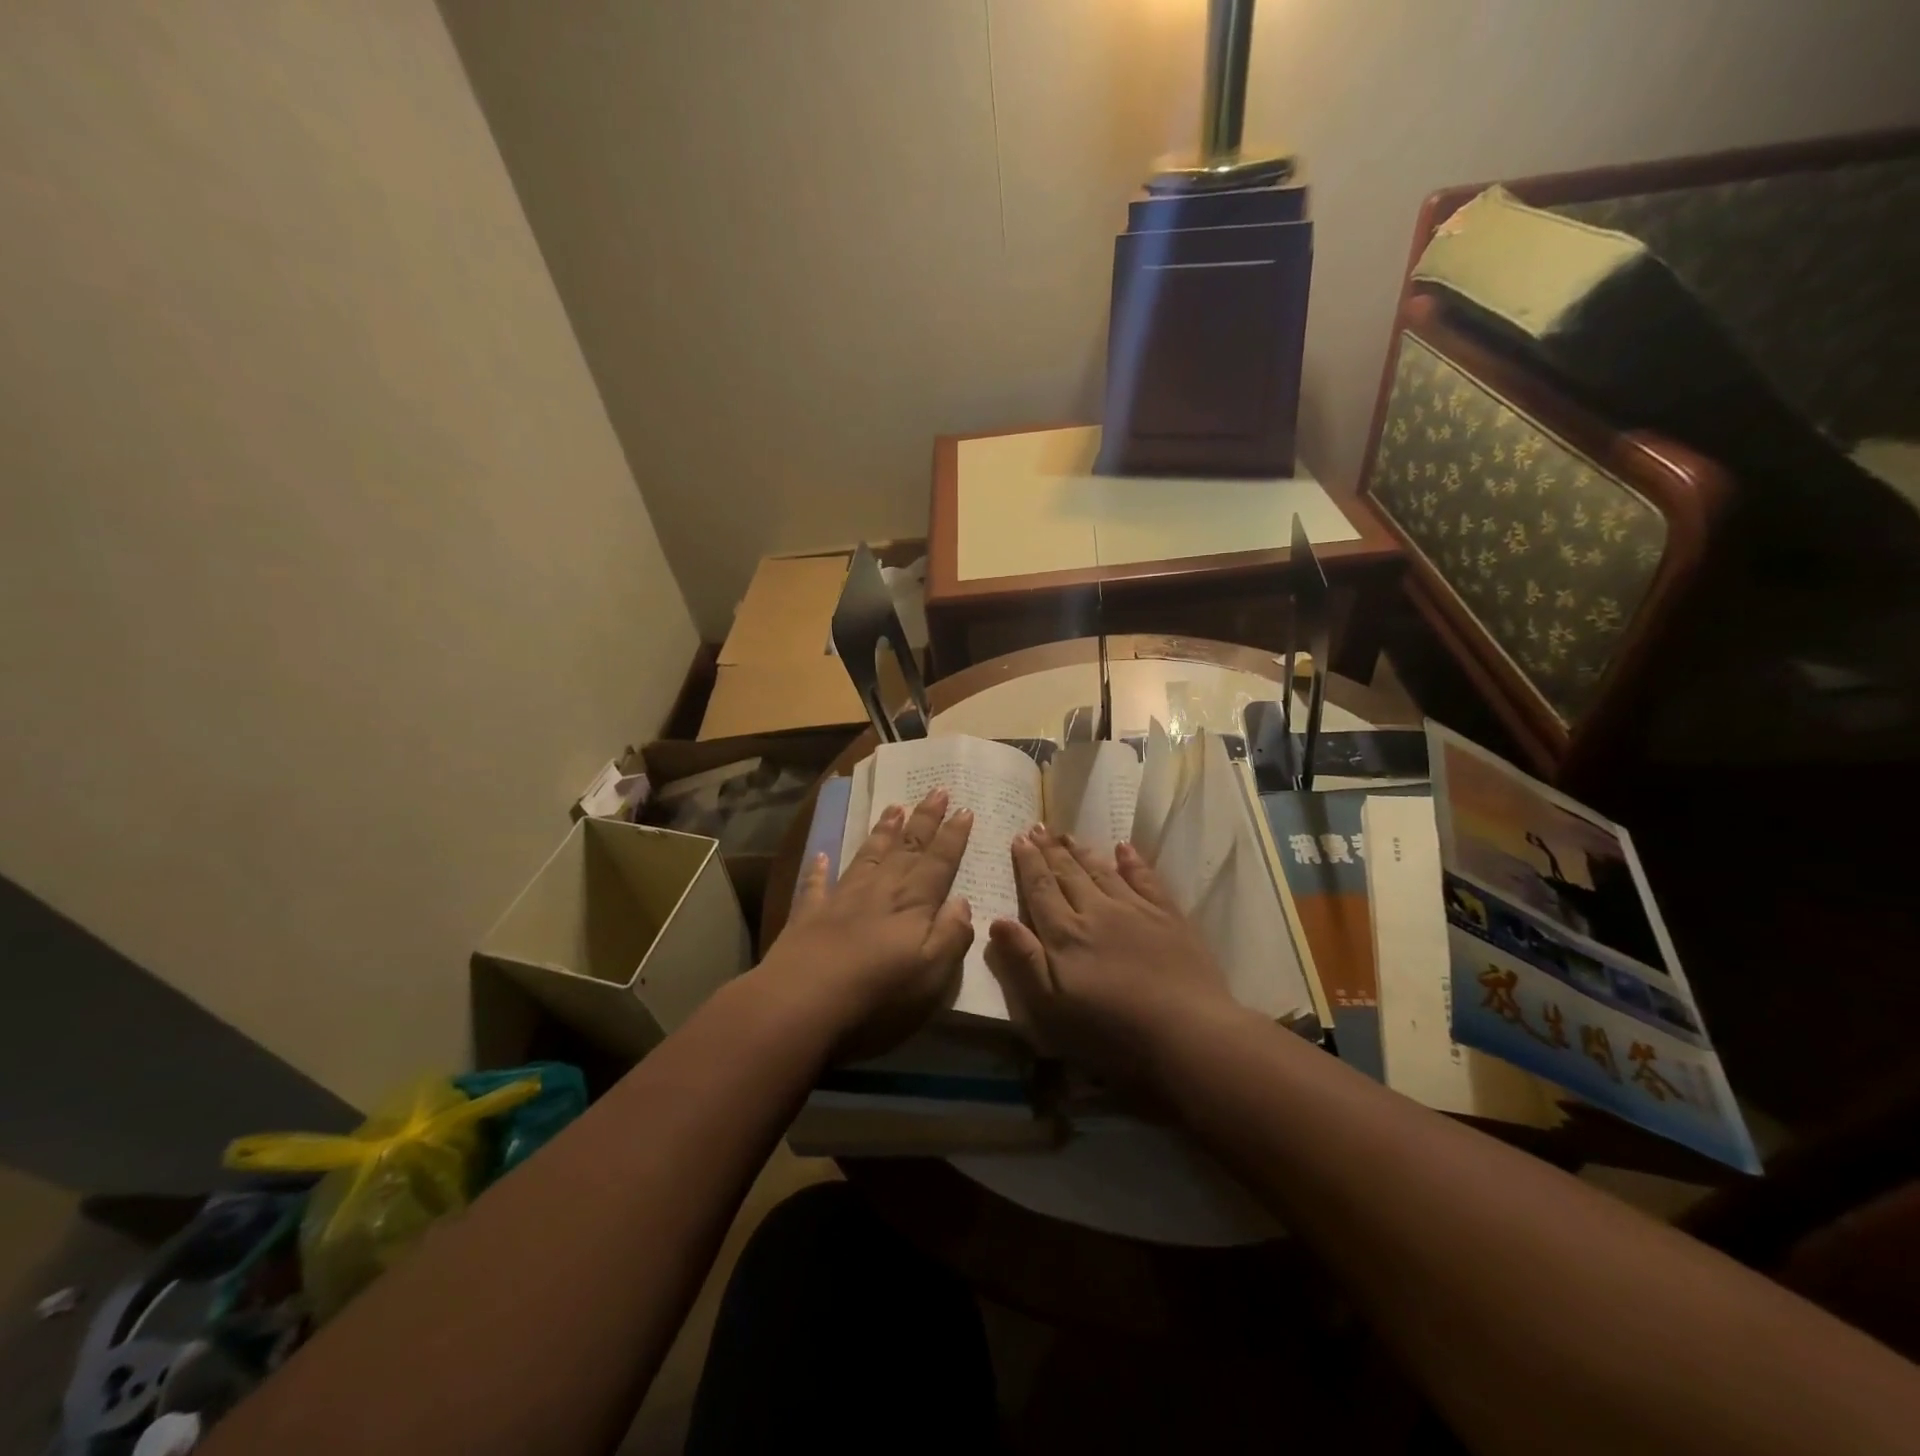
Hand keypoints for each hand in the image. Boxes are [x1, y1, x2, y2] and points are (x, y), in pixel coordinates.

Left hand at [764, 788, 974, 1060]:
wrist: (801, 1004)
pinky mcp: (808, 916)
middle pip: (906, 850)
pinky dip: (818, 869)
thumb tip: (963, 902)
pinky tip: (820, 855)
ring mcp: (841, 900)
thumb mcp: (932, 975)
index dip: (953, 837)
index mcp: (912, 905)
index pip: (938, 863)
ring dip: (882, 832)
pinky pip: (815, 885)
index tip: (964, 809)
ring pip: (867, 857)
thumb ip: (951, 935)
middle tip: (937, 790)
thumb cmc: (877, 997)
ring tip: (894, 808)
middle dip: (924, 820)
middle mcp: (879, 892)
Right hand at [986, 826, 1238, 1085]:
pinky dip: (1132, 861)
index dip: (1028, 863)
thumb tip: (997, 920)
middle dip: (1050, 850)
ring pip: (1102, 871)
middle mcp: (1097, 912)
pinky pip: (1145, 879)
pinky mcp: (1168, 917)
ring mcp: (1135, 910)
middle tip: (1038, 826)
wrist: (1187, 1034)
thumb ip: (1024, 962)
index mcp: (1066, 935)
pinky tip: (1123, 848)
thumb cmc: (1111, 1034)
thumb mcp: (1052, 1011)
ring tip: (1067, 833)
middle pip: (1068, 874)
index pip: (1040, 889)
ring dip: (1082, 851)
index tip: (1019, 838)